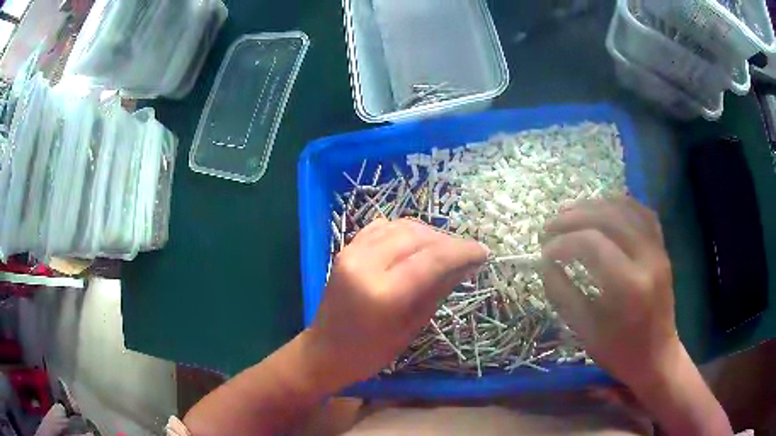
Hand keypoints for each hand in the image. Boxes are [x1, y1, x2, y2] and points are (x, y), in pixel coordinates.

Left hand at [308, 218, 487, 387]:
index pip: (432, 259)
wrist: (325, 350)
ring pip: (401, 226)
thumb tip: (467, 264)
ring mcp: (351, 252)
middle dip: (447, 242)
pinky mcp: (346, 249)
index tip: (483, 252)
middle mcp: (365, 264)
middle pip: (417, 236)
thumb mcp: (411, 326)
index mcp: (383, 293)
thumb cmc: (370, 352)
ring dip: (428, 234)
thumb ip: (438, 289)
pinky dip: (405, 231)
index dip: (462, 251)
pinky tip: (416, 244)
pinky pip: (382, 228)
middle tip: (466, 254)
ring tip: (445, 250)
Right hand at [540, 198, 677, 388]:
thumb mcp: (586, 331)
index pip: (591, 243)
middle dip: (573, 217)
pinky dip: (621, 204)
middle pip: (607, 218)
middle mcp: (647, 259)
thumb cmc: (620, 352)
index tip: (544, 253)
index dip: (562, 242)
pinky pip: (643, 214)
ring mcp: (658, 251)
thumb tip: (544, 264)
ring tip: (570, 212)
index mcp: (628, 286)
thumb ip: (563, 294)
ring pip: (626, 209)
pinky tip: (604, 207)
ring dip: (594, 206)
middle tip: (549, 226)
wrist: (657, 358)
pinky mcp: (662, 250)